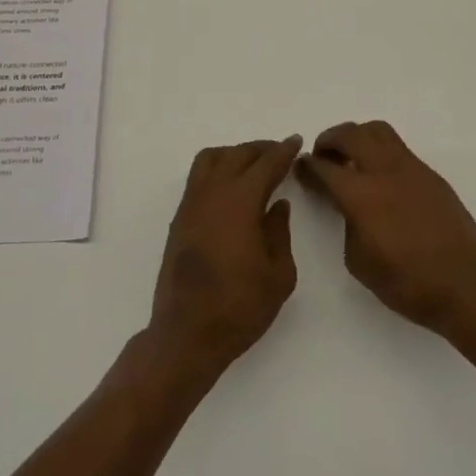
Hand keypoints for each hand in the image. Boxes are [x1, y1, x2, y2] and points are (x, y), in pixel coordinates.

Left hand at [146, 136, 302, 378]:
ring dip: (235, 154)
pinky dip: (218, 170)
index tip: (296, 141)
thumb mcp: (278, 274)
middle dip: (261, 149)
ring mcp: (191, 204)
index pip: (265, 164)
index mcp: (240, 202)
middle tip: (280, 153)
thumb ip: (279, 232)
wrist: (187, 334)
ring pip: (211, 159)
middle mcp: (212, 194)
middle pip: (237, 155)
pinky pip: (198, 178)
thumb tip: (277, 205)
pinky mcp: (179, 219)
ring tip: (254, 166)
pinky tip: (232, 188)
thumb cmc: (240, 307)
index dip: (283, 151)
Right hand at [298, 120, 475, 331]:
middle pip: (351, 134)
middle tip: (322, 155)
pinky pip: (399, 149)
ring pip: (378, 131)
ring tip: (351, 157)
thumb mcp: (359, 261)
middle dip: (330, 140)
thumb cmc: (407, 284)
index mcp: (361, 195)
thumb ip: (347, 224)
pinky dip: (381, 152)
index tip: (300, 167)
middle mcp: (384, 172)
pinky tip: (380, 177)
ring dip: (357, 137)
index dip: (307, 166)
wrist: (465, 285)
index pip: (324, 167)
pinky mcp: (431, 175)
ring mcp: (411, 169)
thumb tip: (349, 207)